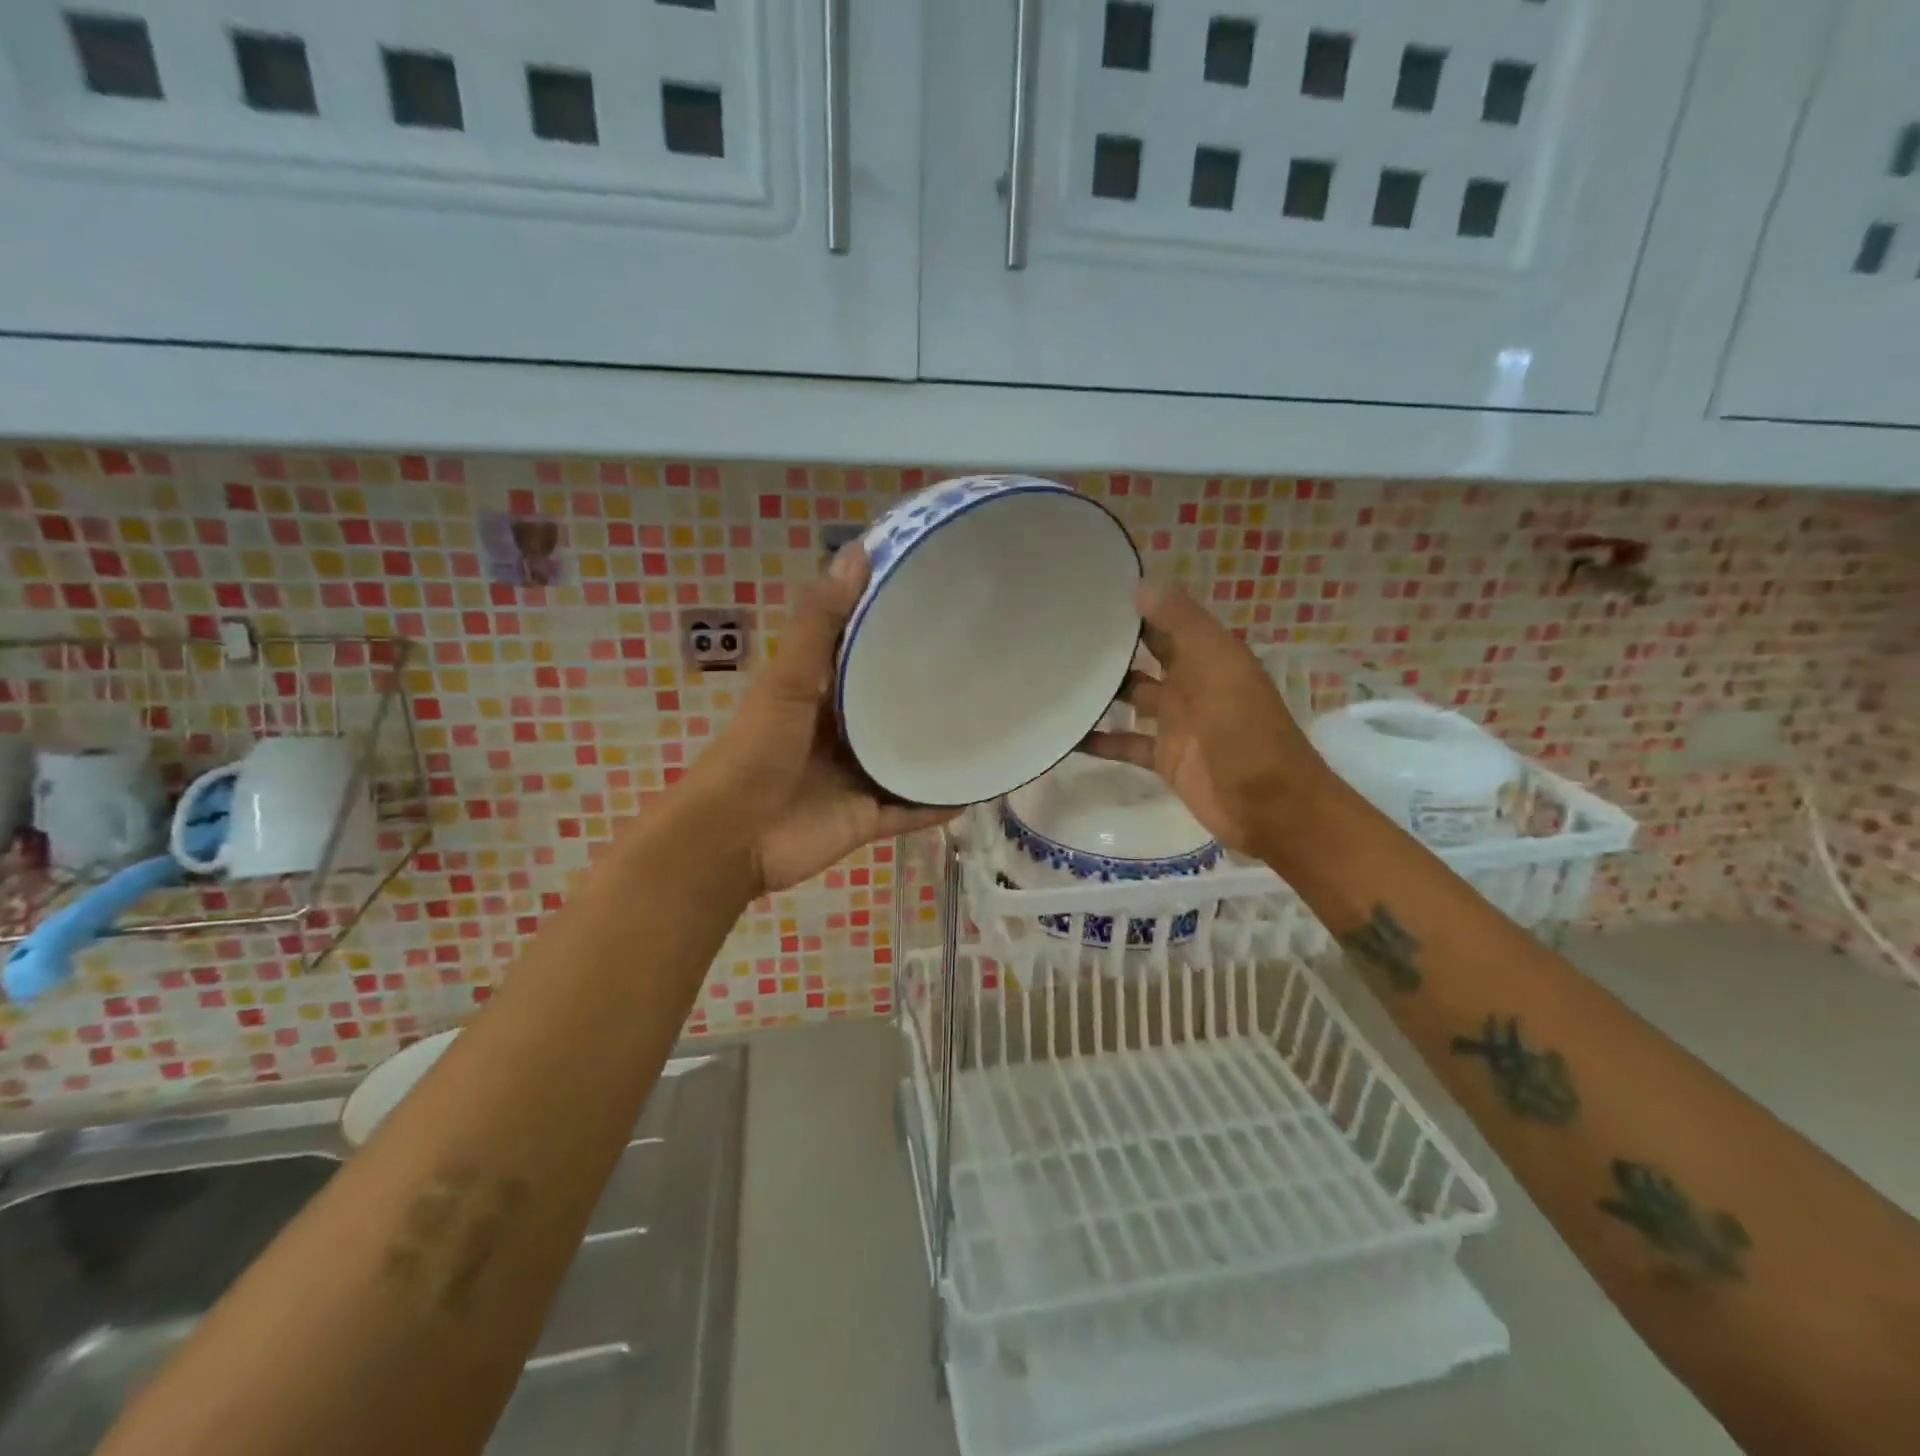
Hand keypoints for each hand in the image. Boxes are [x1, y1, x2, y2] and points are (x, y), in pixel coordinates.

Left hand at [688, 546, 958, 895]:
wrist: (731, 839)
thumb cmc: (755, 752)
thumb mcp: (787, 681)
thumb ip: (819, 624)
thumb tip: (857, 551)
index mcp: (821, 696)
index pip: (866, 657)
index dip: (898, 632)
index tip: (946, 606)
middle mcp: (843, 735)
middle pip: (894, 710)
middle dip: (931, 694)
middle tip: (986, 666)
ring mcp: (858, 779)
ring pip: (909, 760)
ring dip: (941, 749)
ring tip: (994, 724)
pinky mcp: (869, 819)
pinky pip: (914, 810)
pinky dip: (941, 803)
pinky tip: (982, 786)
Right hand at [1081, 583, 1334, 854]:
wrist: (1271, 807)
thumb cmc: (1246, 732)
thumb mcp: (1219, 668)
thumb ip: (1183, 626)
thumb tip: (1140, 585)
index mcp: (1208, 656)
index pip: (1166, 620)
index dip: (1135, 606)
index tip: (1089, 592)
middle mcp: (1190, 683)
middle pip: (1144, 656)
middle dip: (1112, 645)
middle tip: (1060, 632)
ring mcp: (1176, 722)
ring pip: (1131, 697)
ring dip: (1101, 691)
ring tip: (1054, 677)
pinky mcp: (1165, 758)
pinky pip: (1125, 743)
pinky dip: (1099, 740)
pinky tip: (1066, 736)